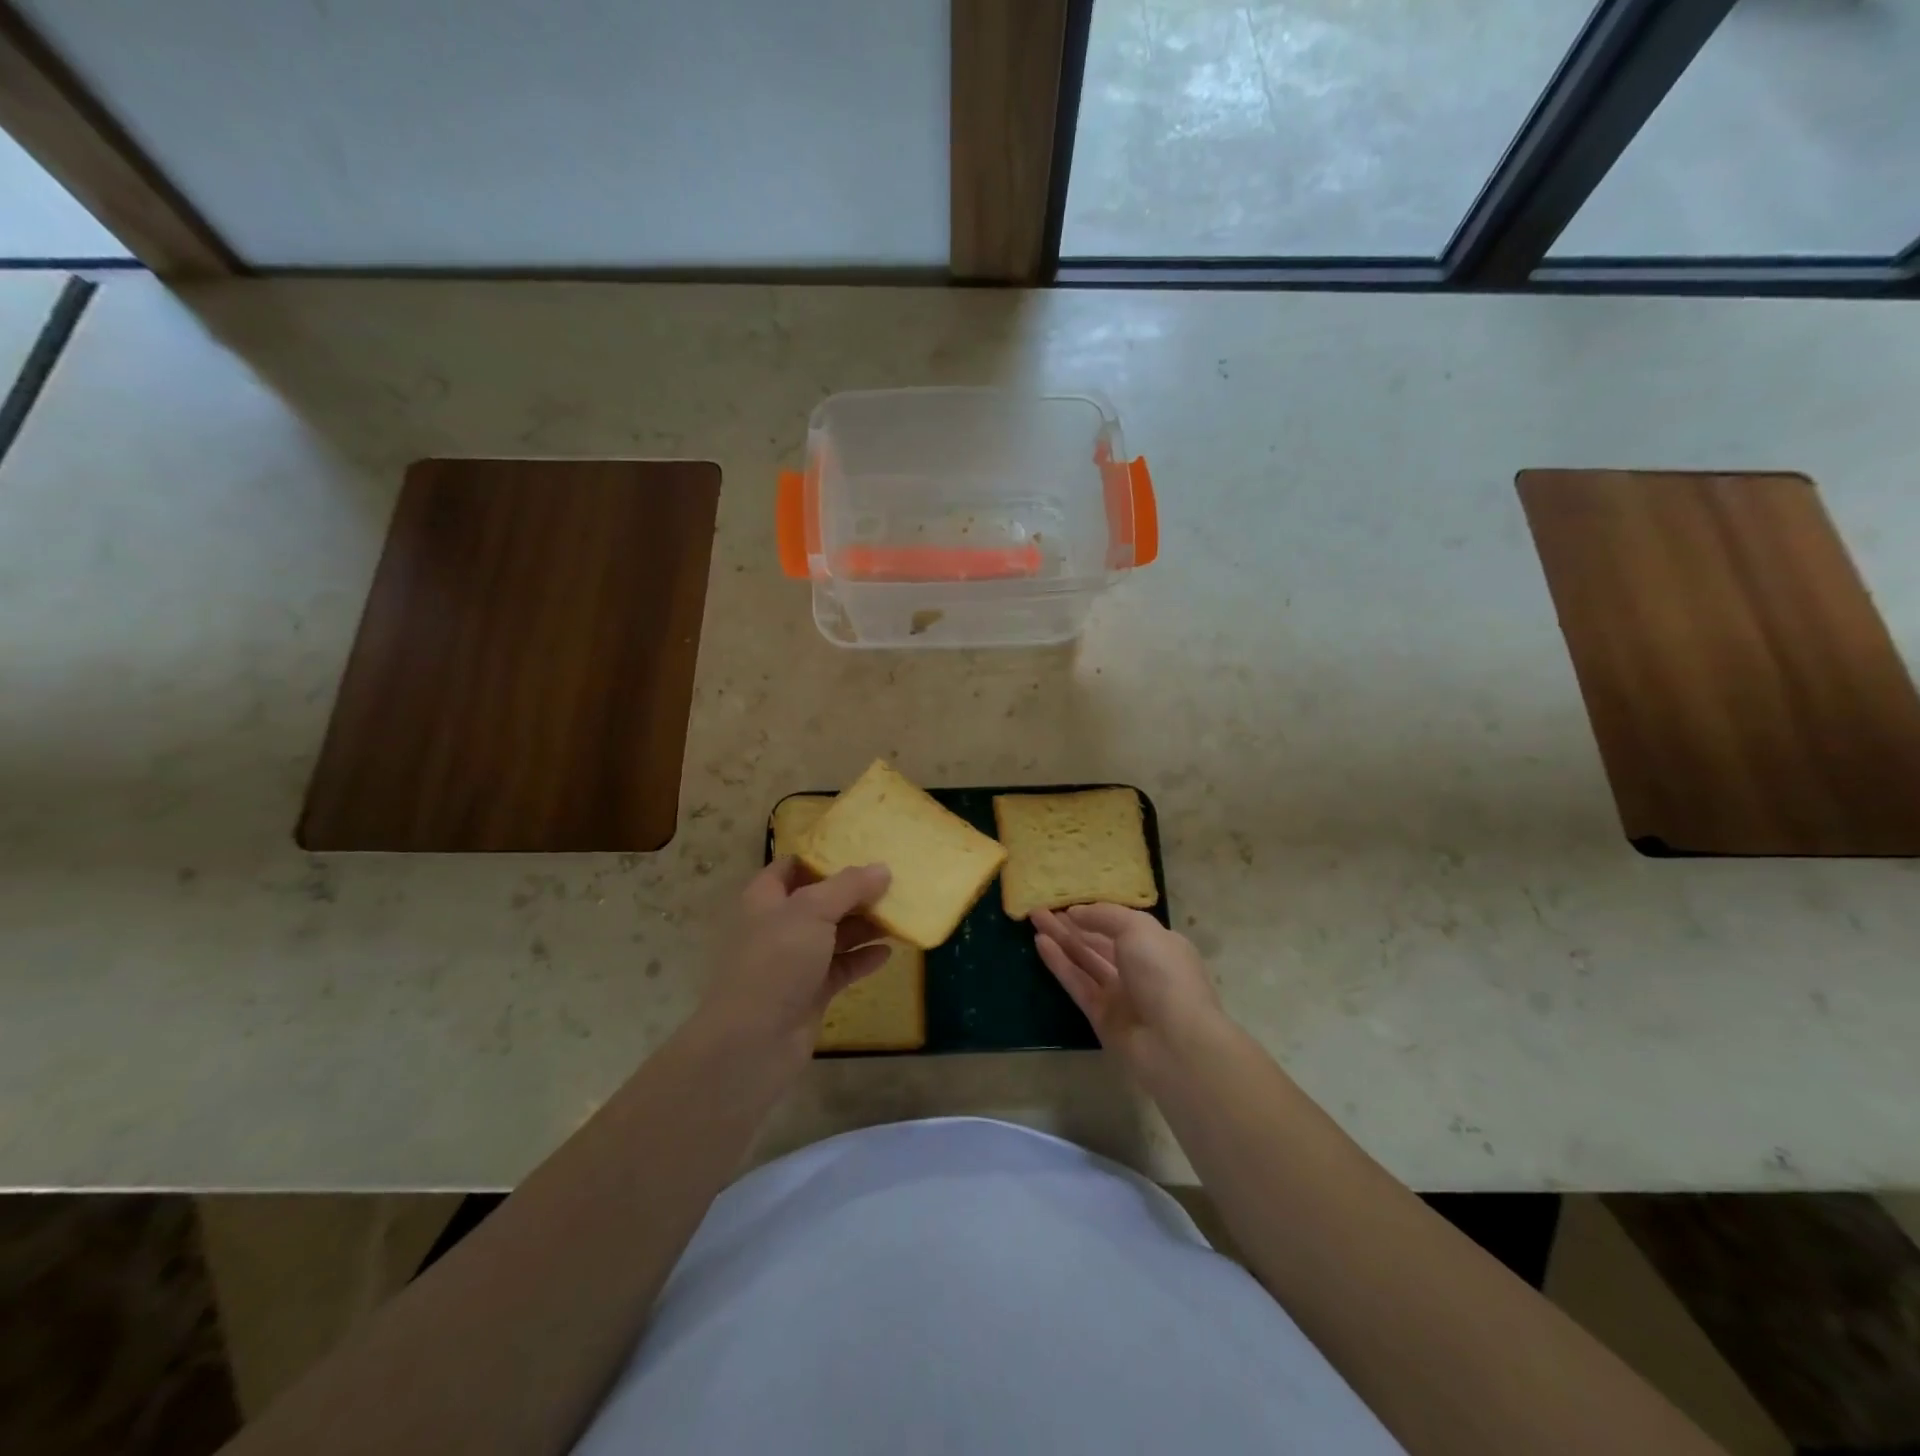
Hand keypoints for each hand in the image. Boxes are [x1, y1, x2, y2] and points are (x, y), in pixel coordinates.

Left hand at [698, 857, 891, 1061]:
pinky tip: (889, 952)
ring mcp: (795, 961)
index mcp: (767, 899)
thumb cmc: (776, 961)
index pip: (792, 866)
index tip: (859, 847)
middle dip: (853, 891)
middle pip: (821, 900)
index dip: (821, 856)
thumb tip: (883, 868)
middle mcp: (779, 925)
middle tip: (892, 879)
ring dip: (864, 925)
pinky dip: (863, 959)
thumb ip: (849, 886)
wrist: (753, 1041)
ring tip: (900, 912)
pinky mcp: (811, 992)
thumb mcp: (812, 911)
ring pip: (834, 935)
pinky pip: (842, 967)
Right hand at [1032, 904, 1225, 1080]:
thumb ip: (1105, 916)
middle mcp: (1140, 968)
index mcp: (1158, 945)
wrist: (1175, 1042)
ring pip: (1085, 960)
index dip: (1095, 913)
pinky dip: (1059, 963)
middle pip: (1099, 941)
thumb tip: (1076, 913)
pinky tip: (1040, 943)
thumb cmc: (1163, 975)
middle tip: (1041, 908)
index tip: (1068, 902)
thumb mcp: (1138, 929)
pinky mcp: (1101, 1016)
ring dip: (1061, 939)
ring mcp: (1120, 994)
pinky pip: (1077, 983)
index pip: (1122, 924)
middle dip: (1072, 924)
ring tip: (1034, 918)